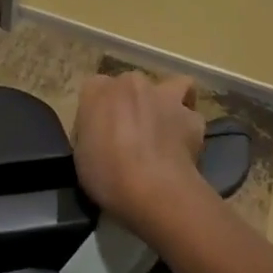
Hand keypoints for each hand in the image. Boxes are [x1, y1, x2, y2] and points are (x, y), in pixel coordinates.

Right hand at [72, 71, 206, 236]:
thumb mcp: (81, 157)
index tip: (100, 136)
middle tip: (131, 135)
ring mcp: (163, 95)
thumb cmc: (107, 174)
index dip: (99, 113)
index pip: (94, 91)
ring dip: (167, 103)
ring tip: (165, 128)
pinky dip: (189, 126)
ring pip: (170, 86)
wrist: (153, 189)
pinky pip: (192, 115)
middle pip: (130, 86)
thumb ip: (91, 135)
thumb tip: (101, 139)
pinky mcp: (190, 116)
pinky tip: (185, 146)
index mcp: (96, 90)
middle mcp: (129, 83)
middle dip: (132, 104)